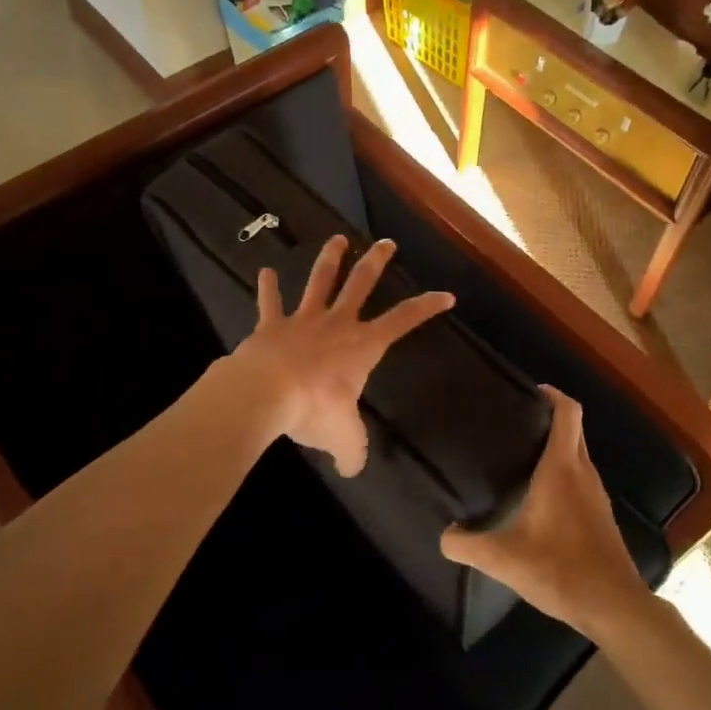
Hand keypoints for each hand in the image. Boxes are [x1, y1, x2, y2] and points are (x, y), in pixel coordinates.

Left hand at [232, 235, 452, 475]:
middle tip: (386, 242)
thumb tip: (351, 469)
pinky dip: (267, 288)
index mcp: (363, 346)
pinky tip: (264, 271)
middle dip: (377, 262)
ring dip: (330, 259)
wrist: (267, 392)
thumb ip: (352, 452)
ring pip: (320, 281)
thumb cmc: (315, 410)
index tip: (446, 294)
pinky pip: (270, 302)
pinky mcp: (272, 325)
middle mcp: (337, 324)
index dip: (426, 307)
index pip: (403, 320)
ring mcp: (303, 320)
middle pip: (361, 284)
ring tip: (337, 239)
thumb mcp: (344, 438)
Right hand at [440, 387, 652, 638]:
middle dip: (549, 417)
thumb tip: (444, 534)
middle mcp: (583, 472)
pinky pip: (581, 478)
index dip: (553, 394)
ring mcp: (596, 494)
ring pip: (578, 454)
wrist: (613, 606)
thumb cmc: (559, 569)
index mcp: (562, 468)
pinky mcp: (601, 515)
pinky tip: (540, 495)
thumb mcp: (503, 558)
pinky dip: (563, 472)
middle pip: (573, 429)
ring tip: (521, 453)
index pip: (568, 412)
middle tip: (514, 421)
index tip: (530, 390)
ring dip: (557, 445)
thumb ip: (466, 544)